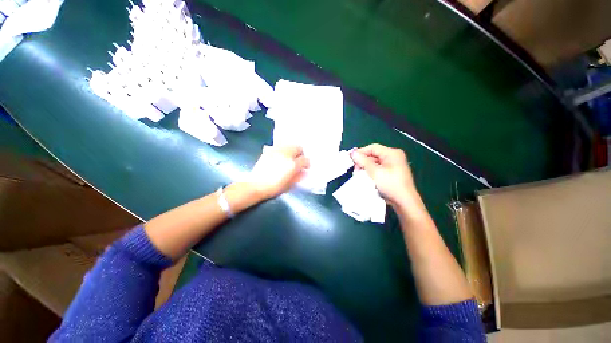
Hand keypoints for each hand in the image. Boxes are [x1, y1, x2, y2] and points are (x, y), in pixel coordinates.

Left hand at [248, 145, 309, 199]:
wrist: (256, 185)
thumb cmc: (274, 188)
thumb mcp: (289, 185)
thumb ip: (298, 176)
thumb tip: (303, 172)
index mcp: (293, 165)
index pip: (305, 159)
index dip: (306, 163)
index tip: (305, 167)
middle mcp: (286, 155)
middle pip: (298, 147)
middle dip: (300, 153)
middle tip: (297, 160)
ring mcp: (277, 151)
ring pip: (289, 144)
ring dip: (291, 149)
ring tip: (289, 156)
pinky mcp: (269, 151)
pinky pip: (278, 146)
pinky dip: (282, 149)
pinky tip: (279, 155)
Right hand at [351, 144, 422, 213]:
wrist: (404, 202)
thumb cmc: (391, 184)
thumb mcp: (375, 172)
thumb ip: (363, 161)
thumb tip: (353, 153)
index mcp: (392, 153)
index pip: (373, 148)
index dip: (361, 152)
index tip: (351, 159)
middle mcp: (394, 157)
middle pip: (374, 155)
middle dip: (363, 161)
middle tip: (356, 169)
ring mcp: (393, 165)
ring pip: (375, 163)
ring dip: (366, 168)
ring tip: (359, 174)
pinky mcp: (392, 173)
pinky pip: (378, 169)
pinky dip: (371, 172)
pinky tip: (366, 177)